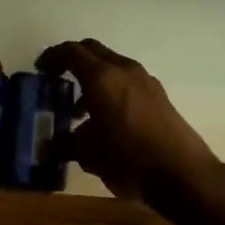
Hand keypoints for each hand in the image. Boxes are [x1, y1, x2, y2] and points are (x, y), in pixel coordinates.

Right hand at [37, 39, 218, 202]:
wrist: (183, 174)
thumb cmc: (130, 160)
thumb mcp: (89, 155)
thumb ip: (66, 144)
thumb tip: (51, 144)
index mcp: (102, 78)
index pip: (71, 52)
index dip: (52, 57)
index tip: (40, 70)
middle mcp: (124, 70)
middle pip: (92, 50)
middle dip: (72, 60)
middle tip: (57, 79)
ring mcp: (145, 80)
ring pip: (111, 64)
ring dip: (92, 76)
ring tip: (80, 110)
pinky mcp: (158, 94)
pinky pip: (126, 79)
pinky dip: (111, 87)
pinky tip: (107, 119)